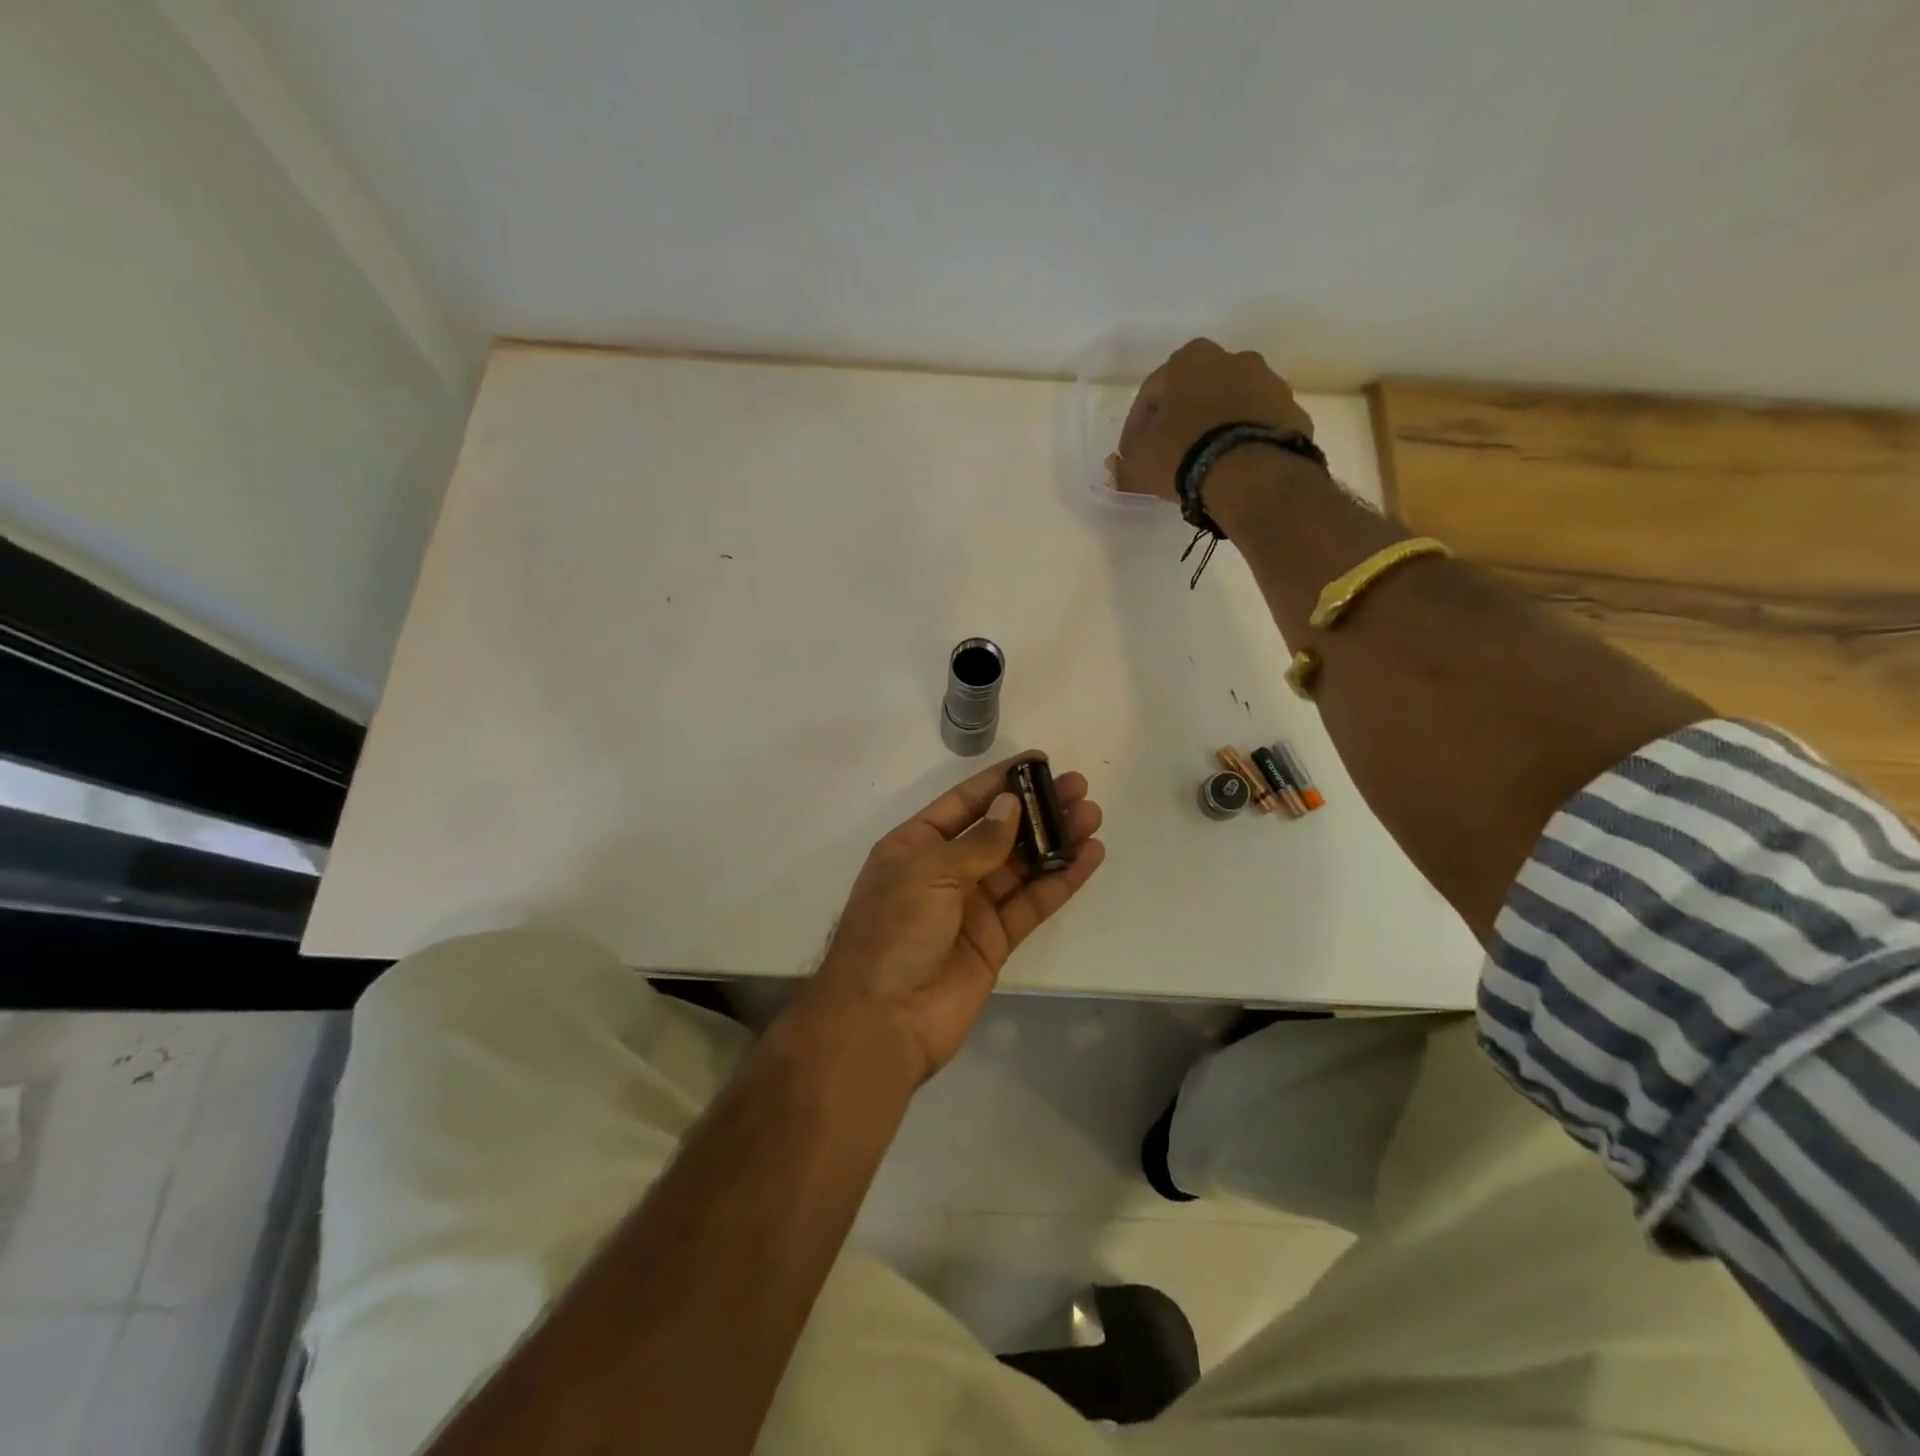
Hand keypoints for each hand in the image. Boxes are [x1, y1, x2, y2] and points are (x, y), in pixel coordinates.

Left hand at [796, 754, 1104, 1084]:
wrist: (884, 1019)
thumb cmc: (894, 930)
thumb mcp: (929, 871)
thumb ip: (978, 841)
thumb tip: (1011, 805)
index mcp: (915, 846)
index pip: (964, 803)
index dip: (1000, 782)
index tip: (1038, 762)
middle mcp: (944, 871)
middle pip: (999, 831)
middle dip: (1037, 809)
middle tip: (1077, 787)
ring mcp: (971, 907)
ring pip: (1021, 865)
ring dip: (1056, 840)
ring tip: (1092, 815)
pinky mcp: (996, 940)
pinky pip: (1033, 903)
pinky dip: (1061, 880)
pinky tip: (1090, 857)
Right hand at [1108, 339, 1314, 502]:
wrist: (1252, 471)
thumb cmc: (1183, 454)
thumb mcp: (1140, 465)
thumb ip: (1123, 466)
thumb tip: (1114, 468)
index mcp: (1187, 361)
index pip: (1150, 393)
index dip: (1137, 428)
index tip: (1133, 455)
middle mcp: (1230, 358)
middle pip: (1196, 391)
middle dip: (1182, 418)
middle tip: (1172, 454)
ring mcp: (1267, 381)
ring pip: (1230, 403)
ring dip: (1216, 425)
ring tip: (1207, 462)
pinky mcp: (1291, 409)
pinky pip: (1257, 422)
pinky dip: (1244, 437)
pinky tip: (1235, 465)